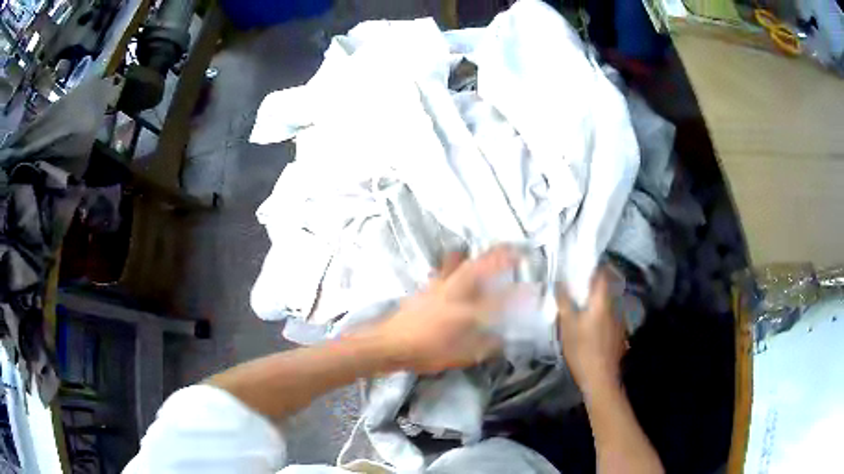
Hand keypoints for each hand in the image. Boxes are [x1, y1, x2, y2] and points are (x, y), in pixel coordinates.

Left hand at [373, 246, 518, 373]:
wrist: (390, 343)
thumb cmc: (427, 352)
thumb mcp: (461, 356)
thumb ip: (485, 346)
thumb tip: (503, 339)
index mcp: (467, 310)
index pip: (500, 299)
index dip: (519, 295)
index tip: (533, 289)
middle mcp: (455, 292)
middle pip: (480, 266)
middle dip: (500, 255)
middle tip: (514, 248)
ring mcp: (438, 287)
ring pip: (460, 263)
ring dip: (475, 255)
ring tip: (485, 251)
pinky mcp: (425, 288)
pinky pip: (445, 269)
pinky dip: (455, 263)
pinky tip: (456, 265)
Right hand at [556, 268, 626, 394]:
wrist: (600, 377)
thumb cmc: (582, 349)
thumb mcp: (567, 325)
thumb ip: (564, 301)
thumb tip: (558, 282)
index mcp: (603, 299)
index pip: (602, 272)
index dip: (592, 266)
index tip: (579, 265)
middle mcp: (615, 304)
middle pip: (607, 285)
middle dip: (593, 281)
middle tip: (576, 283)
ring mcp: (619, 318)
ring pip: (608, 299)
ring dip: (597, 296)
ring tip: (581, 301)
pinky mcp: (619, 330)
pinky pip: (610, 312)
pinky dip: (600, 310)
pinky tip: (590, 320)